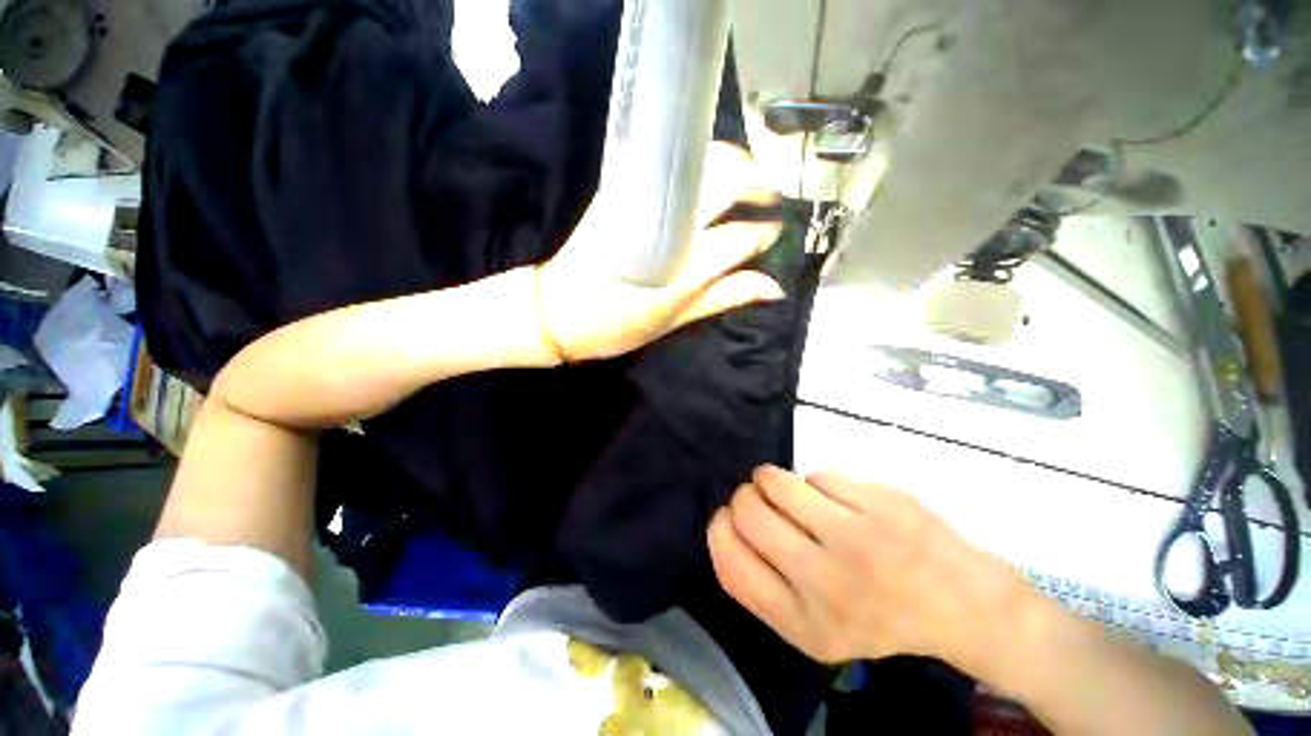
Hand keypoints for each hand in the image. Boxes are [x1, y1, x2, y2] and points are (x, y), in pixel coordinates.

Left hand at [535, 143, 784, 361]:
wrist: (554, 311)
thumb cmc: (615, 326)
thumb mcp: (673, 320)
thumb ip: (722, 297)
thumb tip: (772, 286)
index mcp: (681, 267)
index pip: (738, 238)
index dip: (763, 233)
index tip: (776, 231)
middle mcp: (666, 225)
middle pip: (723, 179)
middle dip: (755, 181)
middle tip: (767, 199)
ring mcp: (639, 200)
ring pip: (696, 161)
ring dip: (729, 164)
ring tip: (744, 186)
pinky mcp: (617, 191)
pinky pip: (666, 165)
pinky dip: (694, 166)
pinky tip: (705, 182)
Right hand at [707, 466, 1031, 673]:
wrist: (962, 604)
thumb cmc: (875, 616)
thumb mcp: (811, 629)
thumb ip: (762, 586)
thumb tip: (727, 523)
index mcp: (804, 625)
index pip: (730, 562)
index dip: (719, 529)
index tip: (727, 518)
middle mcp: (826, 584)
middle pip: (747, 512)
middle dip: (746, 498)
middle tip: (763, 502)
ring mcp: (857, 538)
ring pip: (775, 481)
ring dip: (772, 480)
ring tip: (794, 493)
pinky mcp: (881, 502)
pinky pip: (817, 475)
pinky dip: (817, 484)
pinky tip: (841, 502)